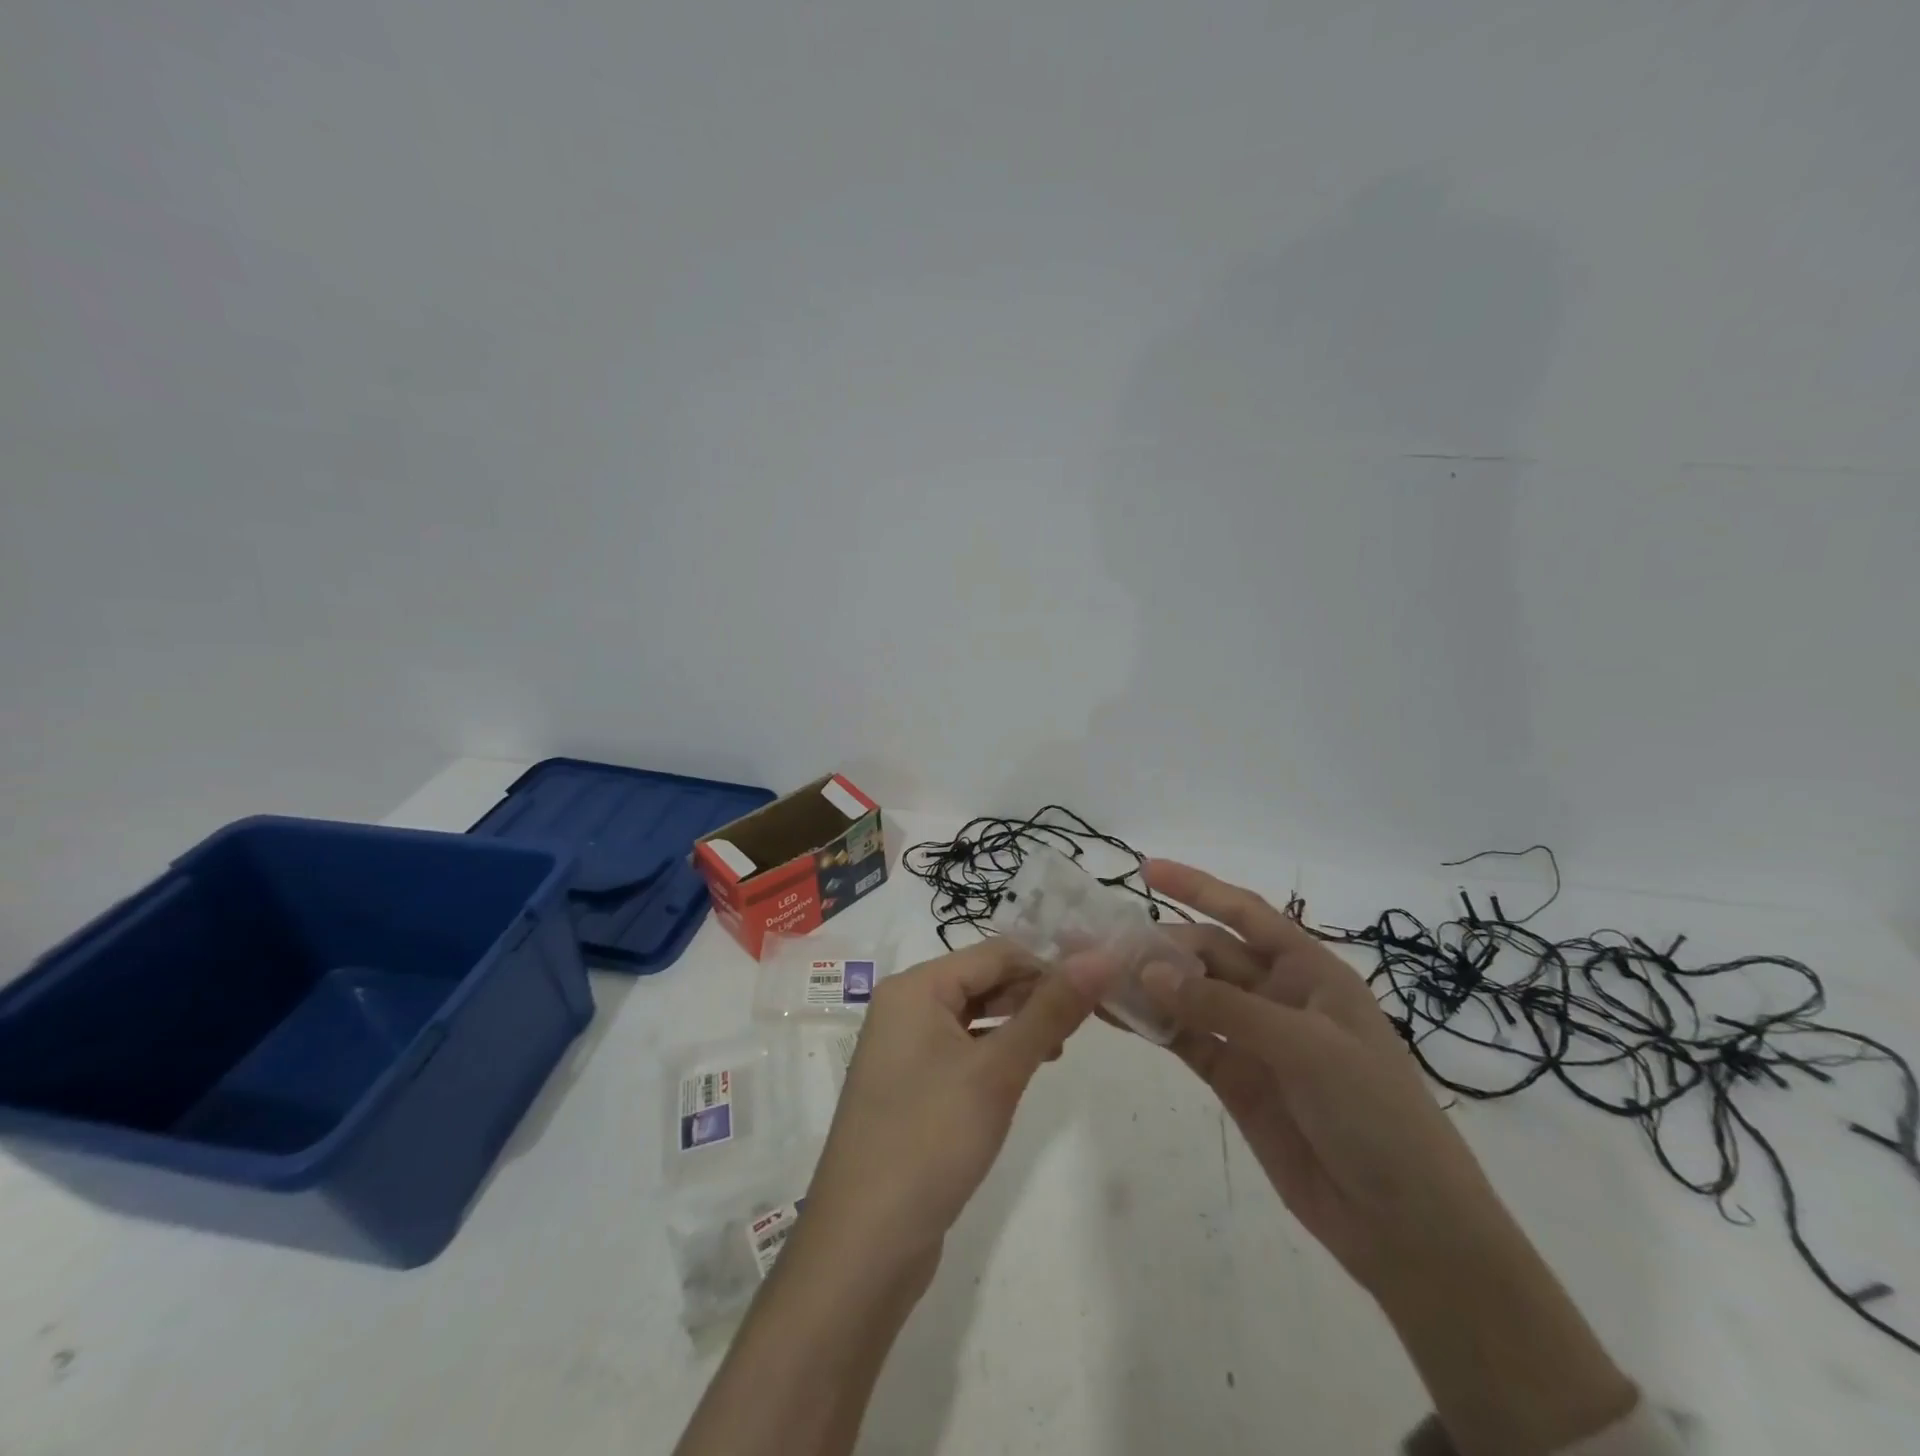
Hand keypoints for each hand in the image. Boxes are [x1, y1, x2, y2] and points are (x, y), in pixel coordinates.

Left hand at [799, 940, 1097, 1280]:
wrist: (865, 1245)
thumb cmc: (931, 1139)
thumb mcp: (998, 1071)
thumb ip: (1050, 1011)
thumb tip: (1101, 957)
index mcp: (915, 987)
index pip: (995, 954)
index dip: (1048, 965)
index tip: (1099, 988)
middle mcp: (904, 1007)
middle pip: (981, 981)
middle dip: (1033, 995)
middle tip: (1087, 1022)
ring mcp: (903, 1049)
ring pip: (972, 1017)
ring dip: (1016, 1025)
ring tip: (1061, 1048)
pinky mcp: (909, 1087)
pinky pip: (960, 1050)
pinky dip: (994, 1054)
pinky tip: (1022, 1074)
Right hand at [1141, 861, 1638, 1455]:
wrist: (1406, 1226)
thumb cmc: (1375, 1115)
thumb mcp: (1306, 1048)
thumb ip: (1223, 1008)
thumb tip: (1147, 971)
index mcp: (1309, 971)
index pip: (1246, 913)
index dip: (1198, 886)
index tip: (1145, 869)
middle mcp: (1276, 995)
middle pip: (1206, 953)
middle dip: (1159, 945)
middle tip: (1102, 946)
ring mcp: (1252, 1038)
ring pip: (1188, 995)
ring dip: (1147, 984)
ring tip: (1095, 974)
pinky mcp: (1233, 1078)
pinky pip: (1185, 1040)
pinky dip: (1152, 1026)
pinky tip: (1115, 1015)